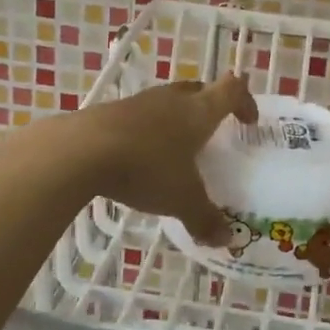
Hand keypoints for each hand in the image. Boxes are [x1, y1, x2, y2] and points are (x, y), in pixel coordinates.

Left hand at [74, 75, 256, 245]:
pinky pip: (141, 115)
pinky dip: (148, 130)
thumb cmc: (146, 168)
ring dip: (177, 118)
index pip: (231, 90)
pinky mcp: (111, 111)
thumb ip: (205, 218)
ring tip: (176, 149)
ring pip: (168, 102)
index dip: (245, 101)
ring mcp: (140, 101)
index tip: (249, 122)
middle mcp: (173, 99)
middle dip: (211, 106)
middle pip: (200, 90)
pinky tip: (140, 157)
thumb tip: (225, 239)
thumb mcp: (182, 200)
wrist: (81, 151)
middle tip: (214, 133)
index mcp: (199, 111)